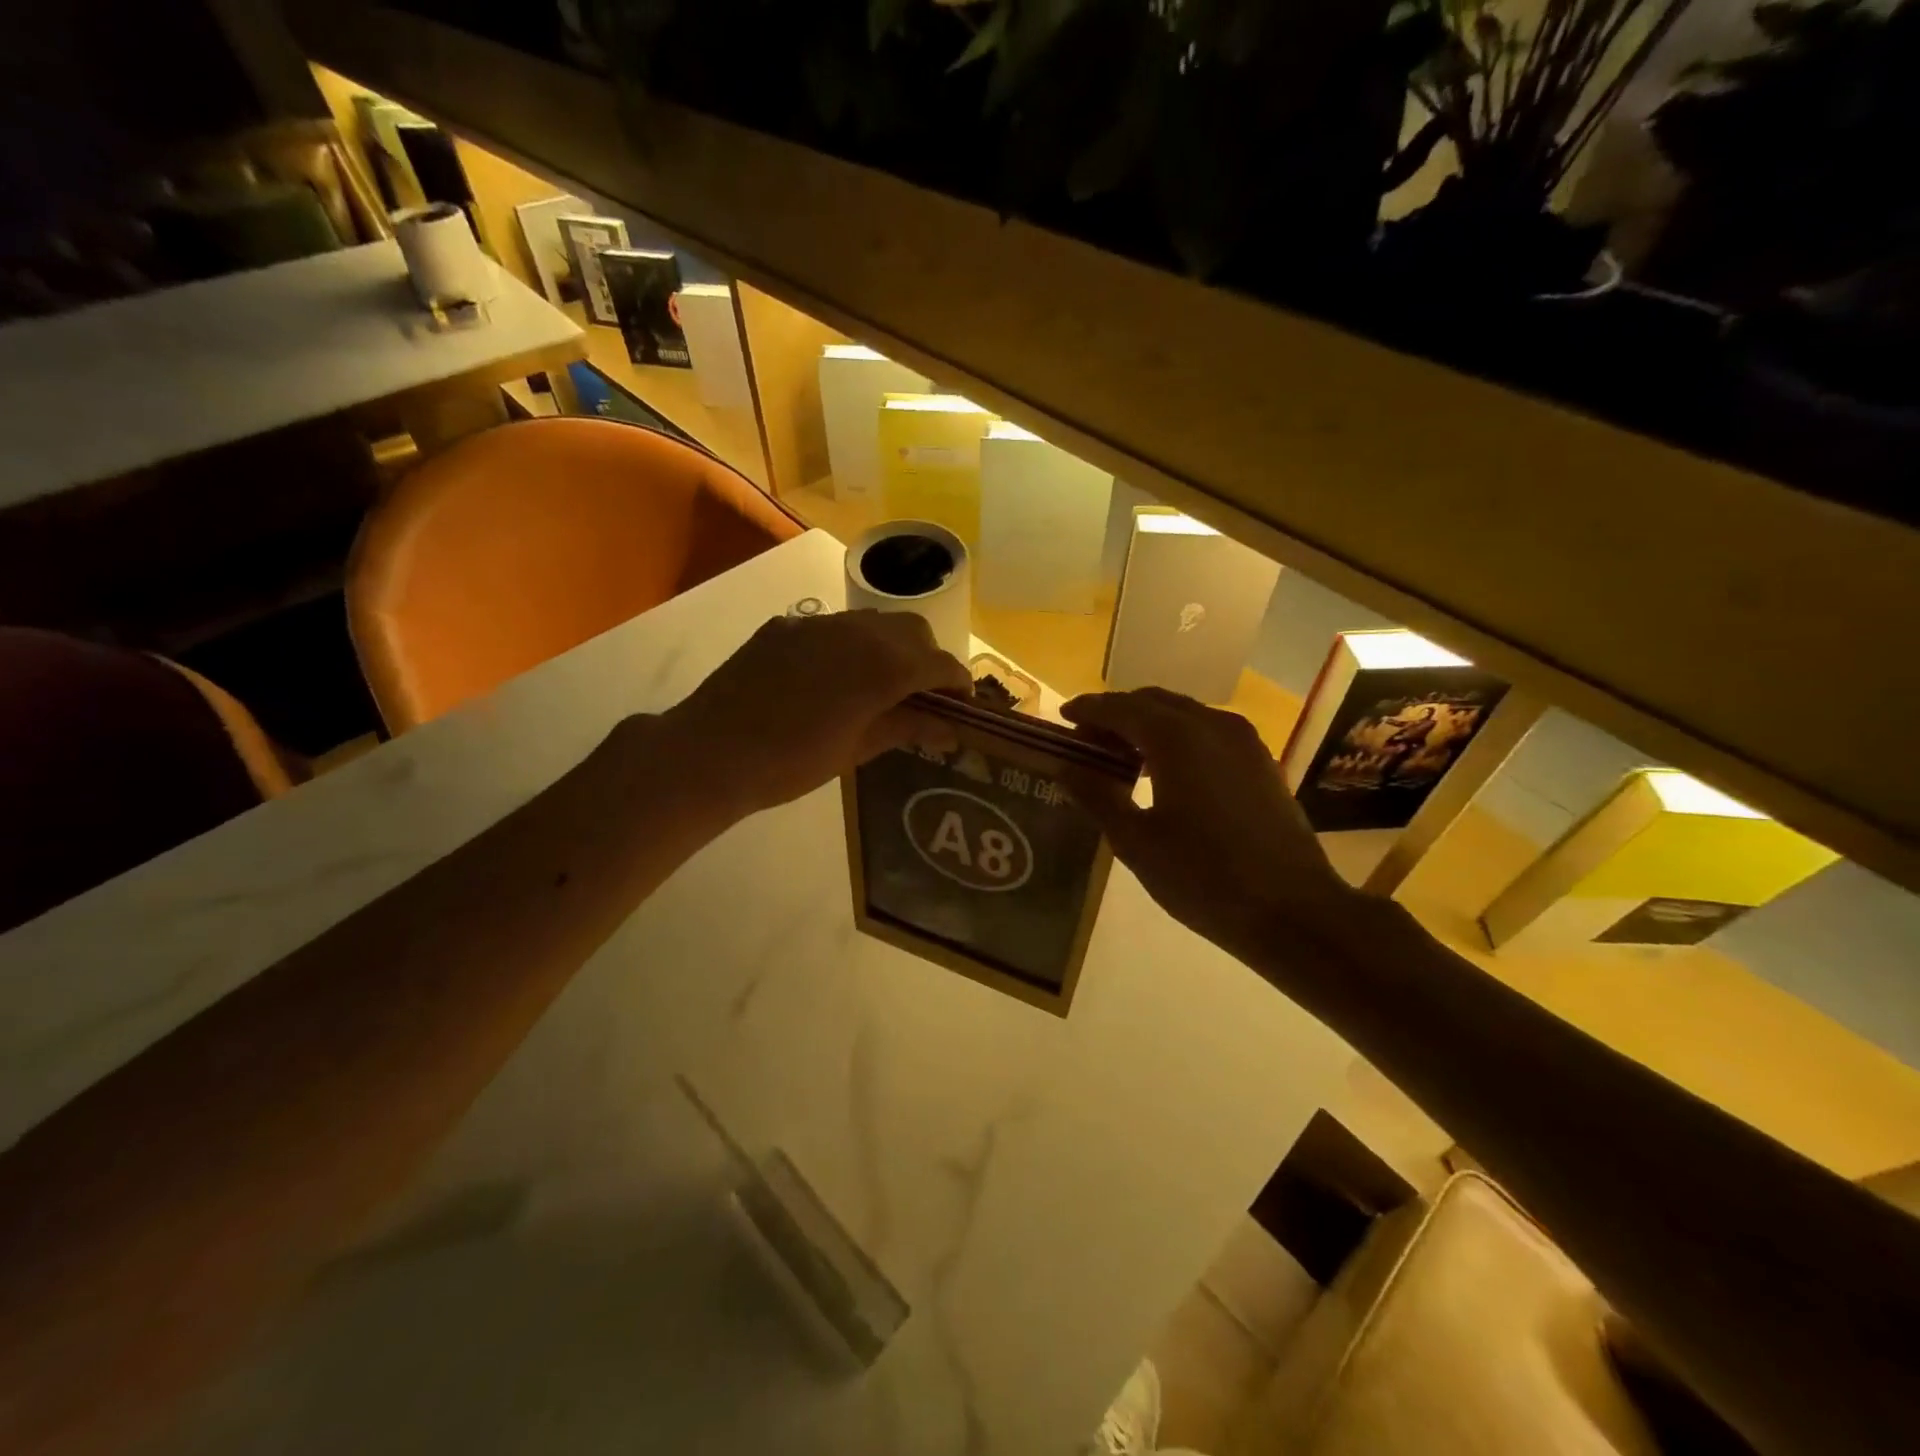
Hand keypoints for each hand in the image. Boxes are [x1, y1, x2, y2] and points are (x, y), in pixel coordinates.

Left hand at [664, 610, 969, 815]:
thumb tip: (949, 728)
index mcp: (883, 667)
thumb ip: (907, 728)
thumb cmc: (791, 763)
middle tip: (921, 696)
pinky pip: (834, 627)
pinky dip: (851, 646)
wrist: (711, 752)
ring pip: (874, 622)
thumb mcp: (857, 750)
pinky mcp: (787, 625)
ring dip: (890, 647)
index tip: (960, 706)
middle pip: (913, 631)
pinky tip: (832, 678)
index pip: (940, 664)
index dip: (957, 684)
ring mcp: (819, 624)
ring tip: (879, 684)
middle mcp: (858, 632)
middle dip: (927, 659)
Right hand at [1061, 688, 1360, 966]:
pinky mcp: (1260, 761)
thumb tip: (1067, 767)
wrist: (1293, 910)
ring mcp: (1243, 740)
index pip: (1120, 708)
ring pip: (1183, 714)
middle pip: (1152, 702)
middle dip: (1116, 715)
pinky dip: (1178, 738)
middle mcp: (1211, 724)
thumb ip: (1097, 796)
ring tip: (1122, 758)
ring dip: (1148, 725)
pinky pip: (1208, 732)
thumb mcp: (1136, 842)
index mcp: (1176, 737)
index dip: (1088, 709)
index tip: (1063, 717)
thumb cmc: (1204, 877)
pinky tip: (1166, 771)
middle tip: (1088, 743)